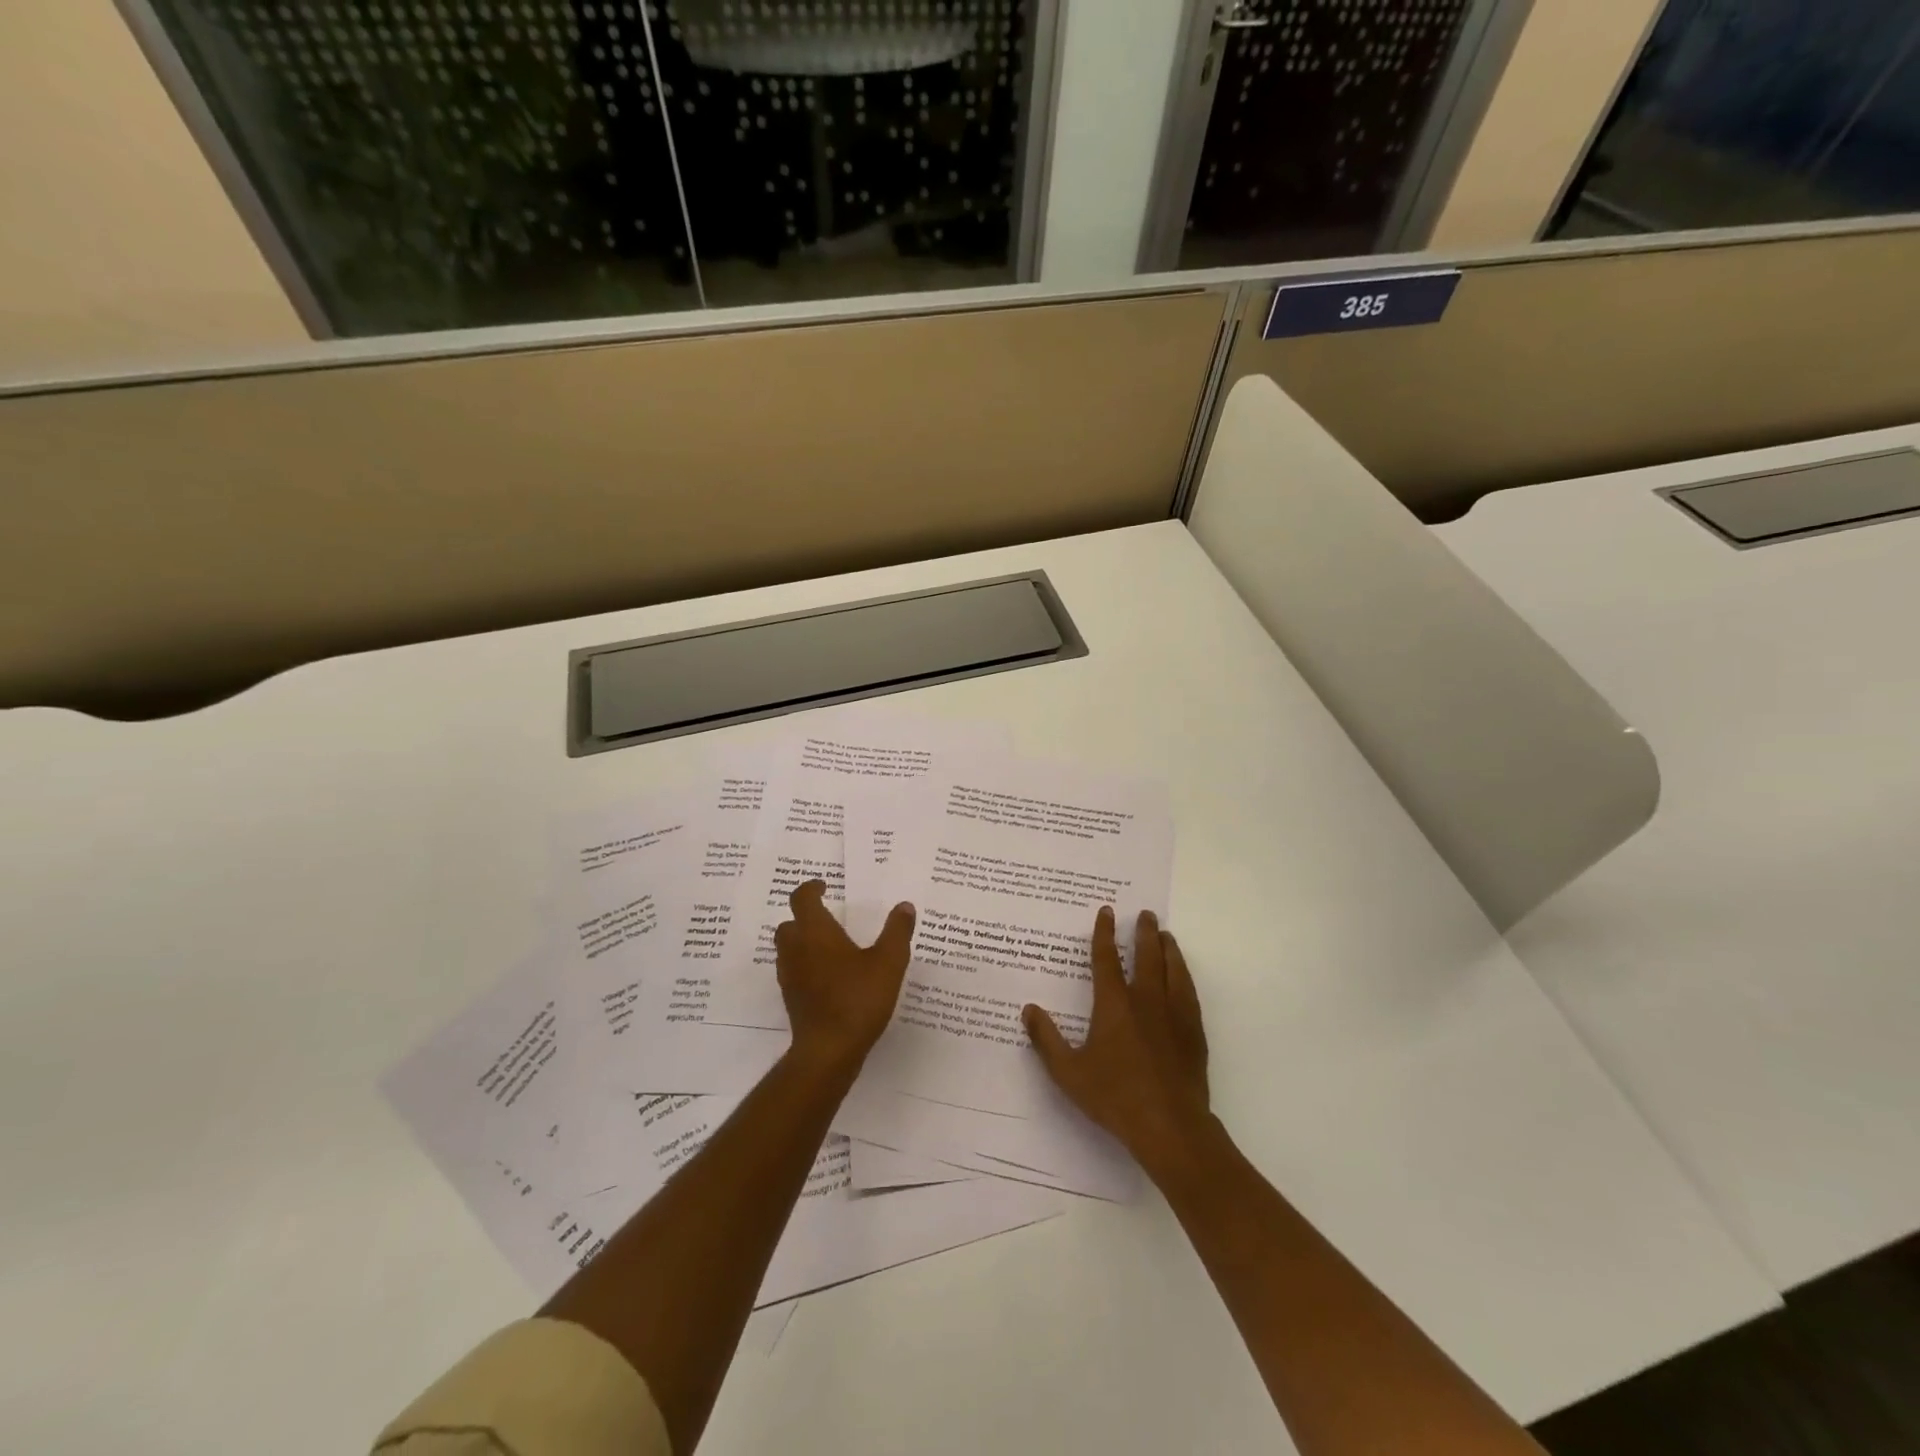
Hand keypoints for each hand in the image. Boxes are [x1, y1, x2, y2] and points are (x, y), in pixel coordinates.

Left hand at [775, 880, 915, 1075]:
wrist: (829, 1050)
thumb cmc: (858, 998)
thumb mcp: (889, 962)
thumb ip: (897, 931)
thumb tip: (904, 906)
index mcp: (816, 932)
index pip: (802, 898)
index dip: (811, 888)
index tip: (825, 886)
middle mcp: (796, 949)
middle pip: (790, 923)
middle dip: (806, 916)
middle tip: (828, 916)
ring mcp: (790, 976)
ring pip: (788, 948)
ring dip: (803, 941)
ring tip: (830, 946)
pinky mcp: (791, 998)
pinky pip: (794, 971)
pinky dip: (806, 965)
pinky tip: (829, 976)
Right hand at [1024, 907, 1210, 1173]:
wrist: (1169, 1125)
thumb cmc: (1115, 1097)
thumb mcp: (1068, 1072)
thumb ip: (1046, 1039)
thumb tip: (1029, 1009)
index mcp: (1114, 1004)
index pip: (1107, 959)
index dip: (1104, 933)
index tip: (1107, 911)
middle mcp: (1146, 1000)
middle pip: (1147, 955)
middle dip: (1145, 932)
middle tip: (1146, 914)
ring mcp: (1174, 1014)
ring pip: (1173, 969)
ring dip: (1168, 949)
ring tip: (1166, 936)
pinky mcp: (1193, 1031)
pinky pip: (1189, 992)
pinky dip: (1184, 975)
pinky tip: (1183, 977)